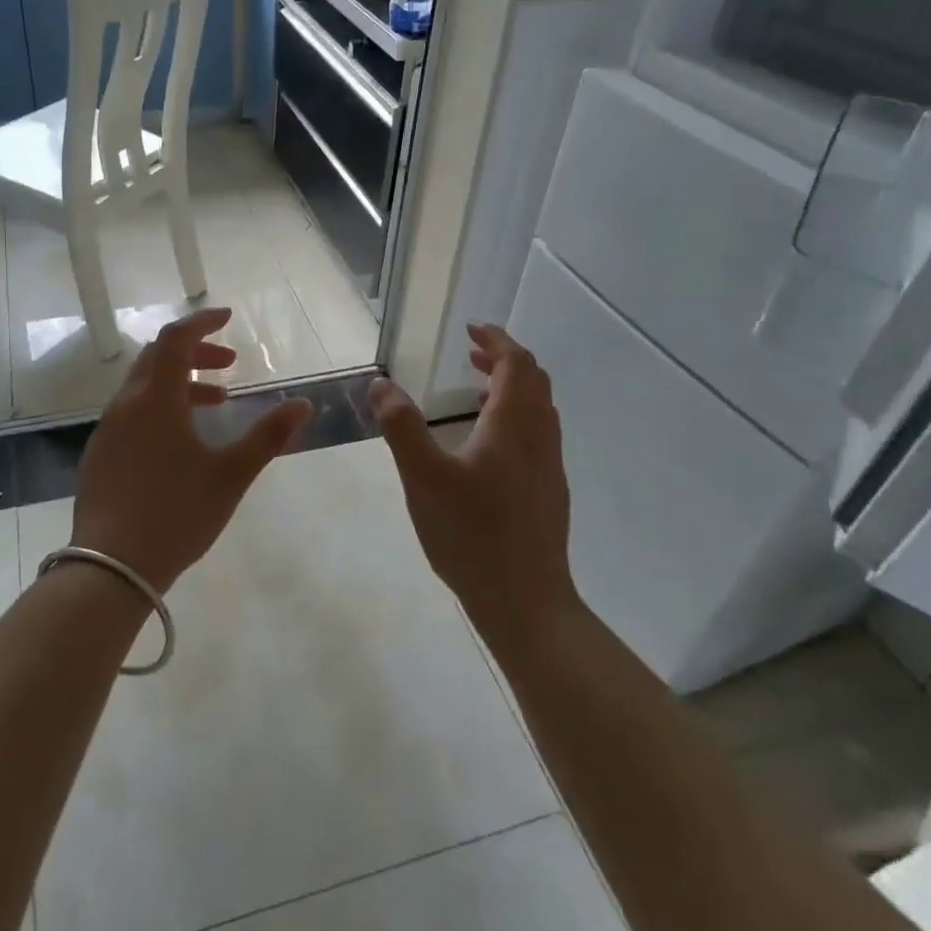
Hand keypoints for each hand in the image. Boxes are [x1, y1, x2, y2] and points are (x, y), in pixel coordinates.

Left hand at [73, 307, 311, 593]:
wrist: (109, 569)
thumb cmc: (176, 514)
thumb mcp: (230, 475)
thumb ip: (268, 436)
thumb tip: (304, 404)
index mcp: (155, 399)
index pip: (175, 339)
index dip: (202, 322)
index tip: (228, 317)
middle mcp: (125, 405)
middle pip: (158, 358)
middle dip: (196, 353)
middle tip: (230, 365)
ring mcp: (107, 431)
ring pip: (144, 387)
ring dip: (180, 384)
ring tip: (217, 404)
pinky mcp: (99, 455)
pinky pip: (132, 413)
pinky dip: (161, 407)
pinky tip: (181, 441)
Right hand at [367, 323, 576, 639]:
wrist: (525, 601)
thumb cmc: (471, 534)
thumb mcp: (423, 477)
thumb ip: (401, 427)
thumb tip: (381, 384)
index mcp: (514, 426)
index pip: (516, 363)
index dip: (496, 340)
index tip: (471, 329)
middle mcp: (539, 438)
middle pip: (534, 381)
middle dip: (504, 359)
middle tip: (471, 353)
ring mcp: (549, 467)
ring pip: (540, 409)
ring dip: (513, 387)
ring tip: (476, 389)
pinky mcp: (549, 492)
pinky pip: (538, 434)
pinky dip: (516, 416)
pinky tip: (487, 443)